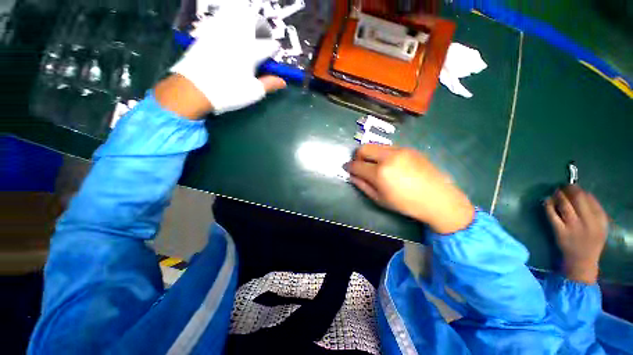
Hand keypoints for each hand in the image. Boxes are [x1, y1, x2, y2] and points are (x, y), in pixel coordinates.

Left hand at [169, 3, 285, 115]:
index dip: (273, 48)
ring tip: (249, 15)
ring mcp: (222, 32)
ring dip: (246, 15)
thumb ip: (269, 84)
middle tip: (263, 34)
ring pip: (237, 14)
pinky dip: (227, 13)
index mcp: (252, 53)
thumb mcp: (253, 92)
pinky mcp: (207, 32)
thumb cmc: (229, 92)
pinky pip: (219, 16)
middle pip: (255, 24)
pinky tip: (229, 13)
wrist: (195, 88)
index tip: (274, 52)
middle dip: (262, 28)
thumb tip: (283, 82)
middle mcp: (238, 37)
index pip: (269, 45)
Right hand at [344, 144, 474, 233]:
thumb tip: (351, 175)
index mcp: (380, 173)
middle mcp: (388, 157)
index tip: (347, 169)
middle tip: (360, 166)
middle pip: (364, 148)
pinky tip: (390, 165)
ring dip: (370, 154)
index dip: (349, 167)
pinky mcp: (409, 148)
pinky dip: (382, 154)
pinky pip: (388, 148)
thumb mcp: (380, 199)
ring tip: (375, 166)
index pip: (356, 165)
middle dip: (357, 156)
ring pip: (376, 146)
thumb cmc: (406, 203)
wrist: (438, 198)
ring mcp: (400, 150)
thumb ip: (362, 185)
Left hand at [545, 185, 607, 283]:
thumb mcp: (601, 225)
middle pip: (577, 200)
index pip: (588, 199)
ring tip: (555, 192)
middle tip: (562, 186)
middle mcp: (587, 223)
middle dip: (568, 190)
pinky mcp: (559, 232)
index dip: (578, 190)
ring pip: (564, 206)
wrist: (581, 261)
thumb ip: (596, 209)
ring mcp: (572, 227)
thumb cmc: (591, 241)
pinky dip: (548, 206)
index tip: (572, 185)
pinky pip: (552, 215)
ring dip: (558, 196)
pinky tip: (546, 201)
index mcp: (599, 220)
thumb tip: (585, 193)